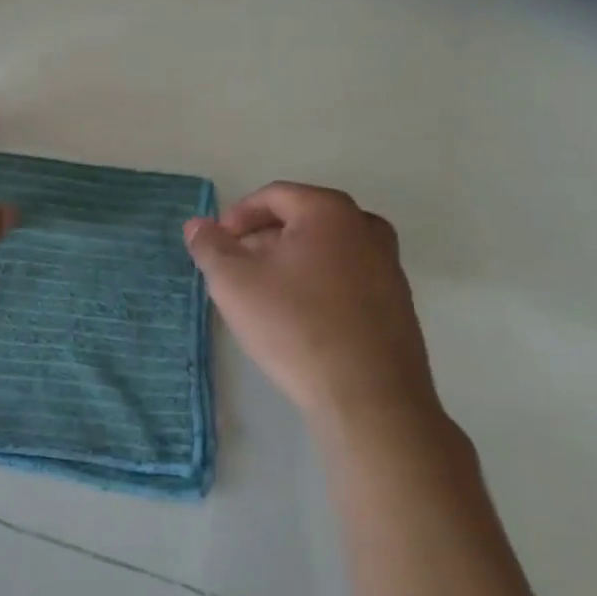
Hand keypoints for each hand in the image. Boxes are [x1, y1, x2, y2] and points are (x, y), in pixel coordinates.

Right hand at [184, 183, 438, 430]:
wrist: (369, 399)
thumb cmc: (296, 326)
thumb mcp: (234, 283)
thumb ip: (210, 246)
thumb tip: (197, 225)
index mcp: (329, 210)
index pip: (273, 196)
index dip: (238, 216)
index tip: (218, 246)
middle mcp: (366, 227)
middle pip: (302, 218)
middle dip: (264, 238)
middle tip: (237, 269)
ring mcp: (389, 265)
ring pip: (327, 249)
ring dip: (292, 261)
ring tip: (265, 294)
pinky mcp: (399, 303)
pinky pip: (348, 277)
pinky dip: (319, 283)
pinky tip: (301, 318)